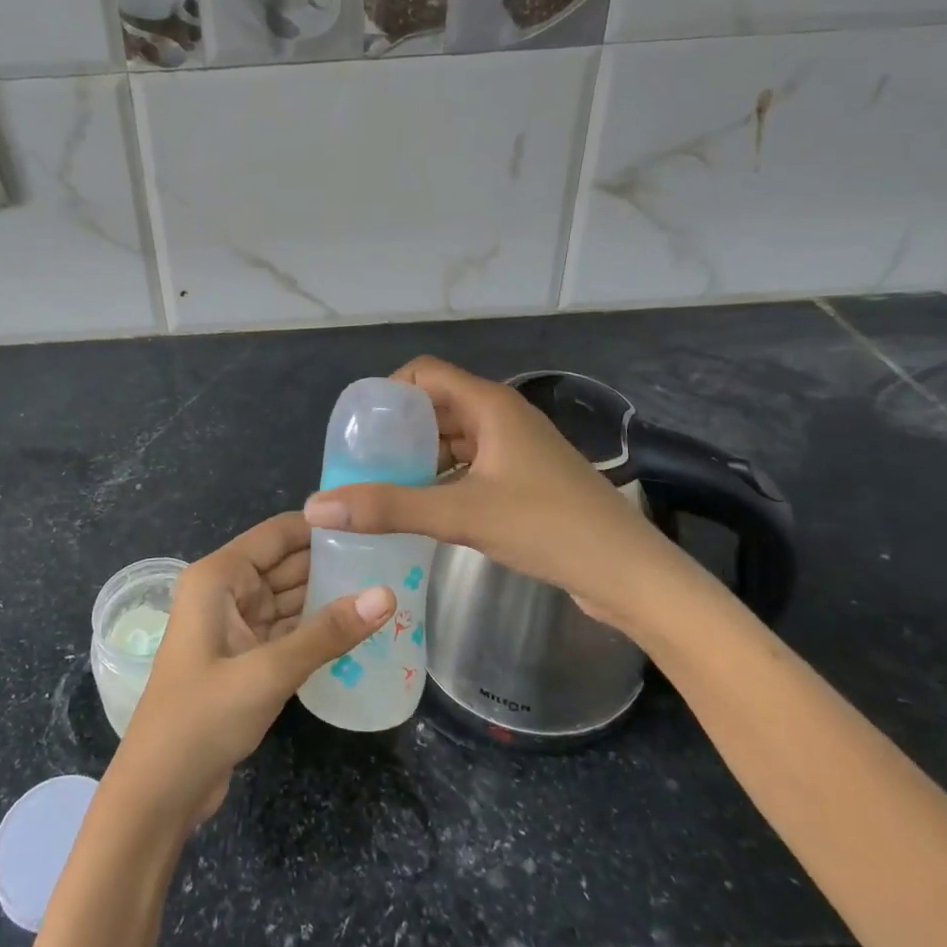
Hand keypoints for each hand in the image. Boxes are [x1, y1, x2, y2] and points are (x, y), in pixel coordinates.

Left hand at [110, 512, 394, 830]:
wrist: (160, 792)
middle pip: (286, 563)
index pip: (277, 534)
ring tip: (386, 585)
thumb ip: (327, 633)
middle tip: (392, 557)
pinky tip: (358, 627)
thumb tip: (387, 594)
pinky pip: (287, 630)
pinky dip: (316, 629)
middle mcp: (226, 591)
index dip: (322, 526)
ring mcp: (235, 626)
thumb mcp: (268, 672)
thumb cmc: (203, 718)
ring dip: (329, 595)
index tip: (374, 524)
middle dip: (333, 561)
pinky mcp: (246, 658)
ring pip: (290, 598)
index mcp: (219, 577)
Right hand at [301, 357, 688, 628]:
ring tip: (382, 484)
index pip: (425, 372)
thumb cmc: (548, 528)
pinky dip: (442, 476)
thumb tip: (317, 507)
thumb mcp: (461, 514)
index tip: (358, 426)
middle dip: (398, 428)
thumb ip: (389, 508)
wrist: (629, 573)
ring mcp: (516, 448)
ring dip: (419, 455)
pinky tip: (422, 506)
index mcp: (490, 405)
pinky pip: (470, 464)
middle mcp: (502, 416)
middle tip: (361, 461)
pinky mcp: (524, 478)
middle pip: (437, 404)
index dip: (388, 390)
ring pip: (454, 437)